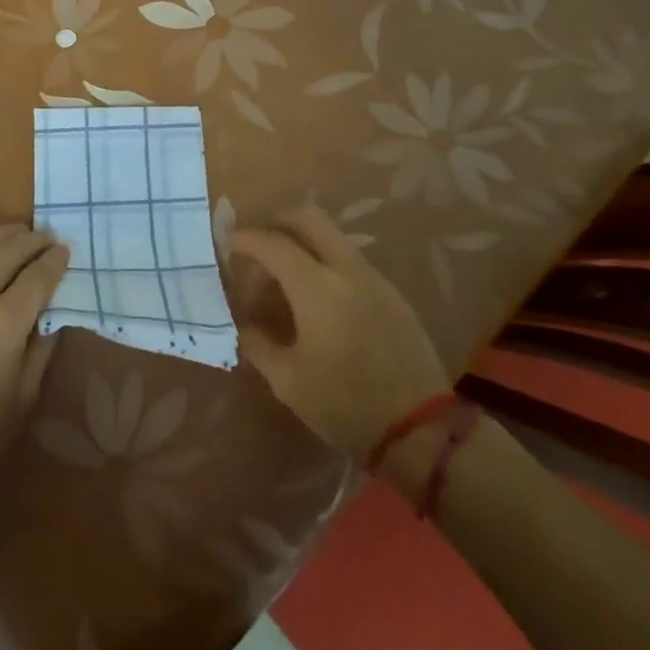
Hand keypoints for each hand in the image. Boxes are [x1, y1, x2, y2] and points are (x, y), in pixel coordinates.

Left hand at [0, 220, 67, 509]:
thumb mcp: (20, 403)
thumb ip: (39, 352)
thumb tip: (52, 318)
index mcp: (4, 324)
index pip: (37, 277)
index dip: (55, 261)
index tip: (66, 250)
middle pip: (8, 251)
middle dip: (32, 240)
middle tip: (48, 237)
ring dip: (2, 232)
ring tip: (20, 229)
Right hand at [226, 203, 448, 458]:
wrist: (422, 431)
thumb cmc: (346, 405)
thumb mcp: (288, 381)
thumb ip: (258, 344)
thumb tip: (243, 324)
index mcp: (316, 286)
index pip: (272, 243)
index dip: (245, 238)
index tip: (228, 244)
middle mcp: (346, 270)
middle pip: (308, 218)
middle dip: (277, 222)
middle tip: (259, 246)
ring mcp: (374, 279)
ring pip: (332, 238)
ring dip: (304, 243)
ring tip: (285, 279)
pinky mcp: (393, 295)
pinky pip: (350, 262)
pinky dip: (326, 264)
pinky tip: (318, 301)